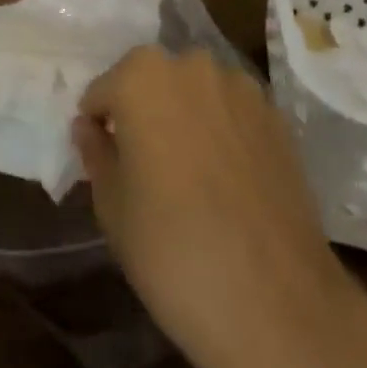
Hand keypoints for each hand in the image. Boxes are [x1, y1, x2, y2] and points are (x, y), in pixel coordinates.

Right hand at [73, 47, 366, 367]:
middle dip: (143, 114)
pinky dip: (222, 133)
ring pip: (195, 94)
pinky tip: (225, 182)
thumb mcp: (112, 206)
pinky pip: (232, 114)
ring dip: (184, 118)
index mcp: (141, 76)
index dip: (99, 126)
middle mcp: (192, 66)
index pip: (103, 92)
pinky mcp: (277, 117)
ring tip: (188, 176)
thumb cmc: (172, 250)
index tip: (105, 162)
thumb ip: (96, 153)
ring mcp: (241, 88)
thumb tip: (89, 127)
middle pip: (152, 82)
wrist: (276, 301)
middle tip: (143, 168)